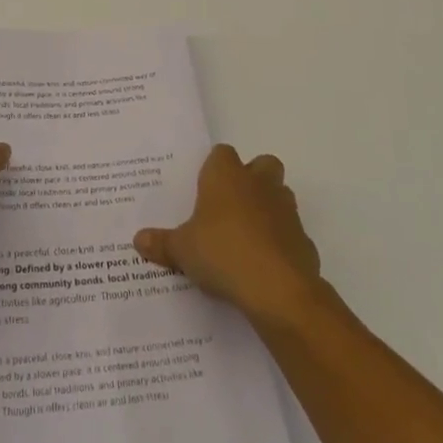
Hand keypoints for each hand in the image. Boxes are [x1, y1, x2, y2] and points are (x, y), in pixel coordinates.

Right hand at [134, 144, 321, 324]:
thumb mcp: (182, 250)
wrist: (278, 289)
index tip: (204, 189)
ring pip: (281, 195)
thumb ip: (162, 243)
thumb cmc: (222, 253)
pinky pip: (291, 233)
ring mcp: (286, 210)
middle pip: (262, 164)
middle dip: (252, 178)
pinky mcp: (304, 240)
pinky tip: (265, 265)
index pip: (222, 153)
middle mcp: (259, 184)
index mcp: (226, 176)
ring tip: (246, 236)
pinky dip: (281, 242)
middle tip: (231, 205)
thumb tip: (138, 240)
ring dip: (268, 208)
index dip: (214, 168)